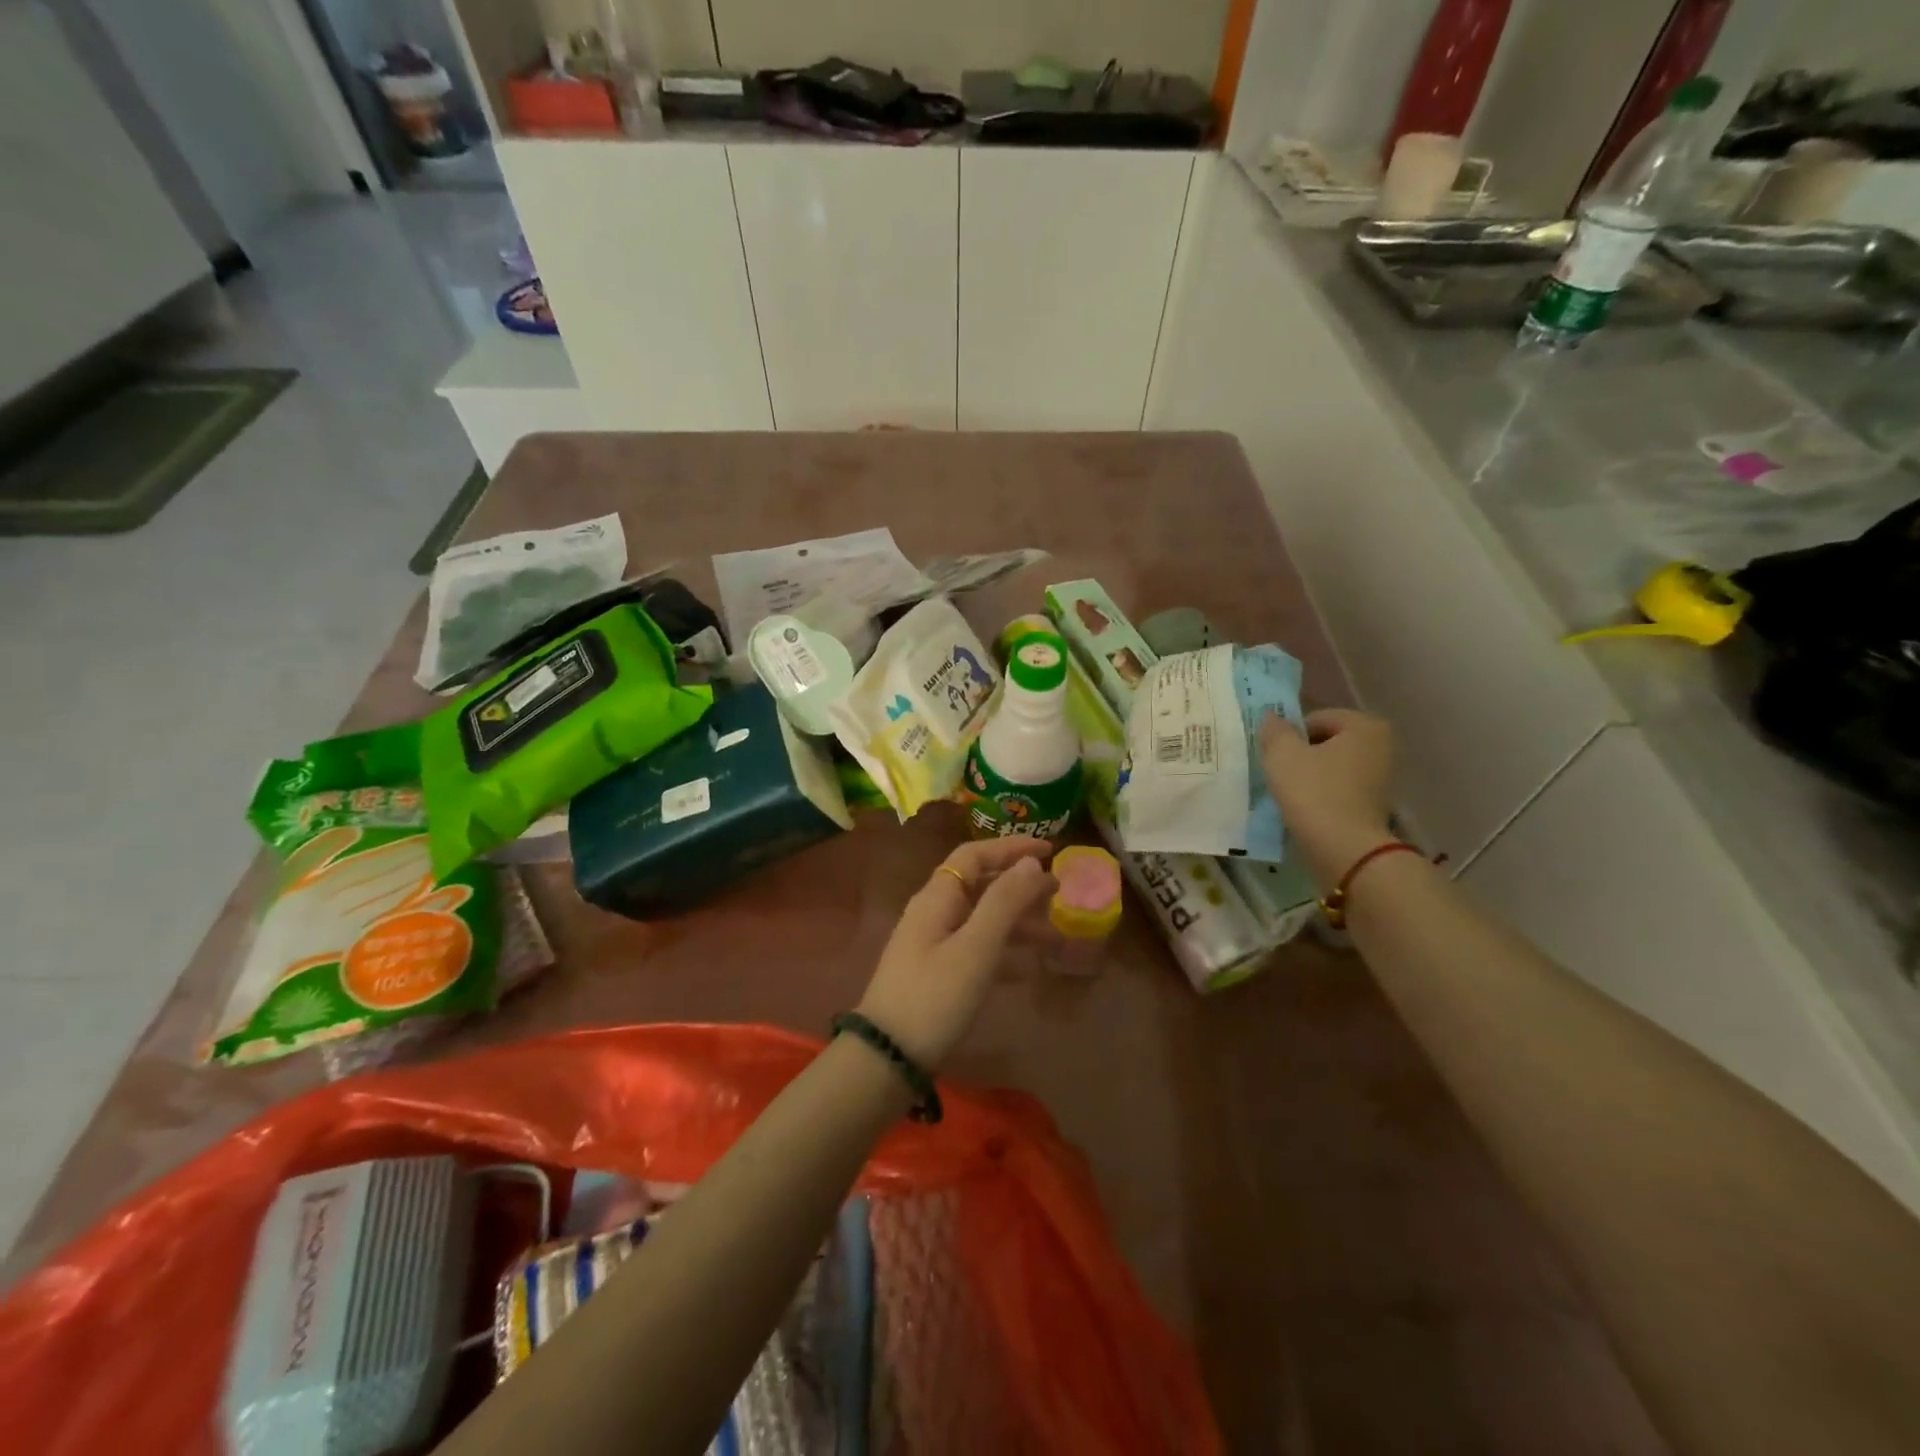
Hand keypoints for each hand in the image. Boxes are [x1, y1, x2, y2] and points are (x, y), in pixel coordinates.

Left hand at [857, 838, 1055, 1067]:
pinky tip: (1028, 968)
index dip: (1010, 848)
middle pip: (979, 885)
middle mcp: (932, 913)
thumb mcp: (975, 948)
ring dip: (1016, 921)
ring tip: (1054, 934)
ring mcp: (931, 945)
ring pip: (980, 919)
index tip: (1049, 849)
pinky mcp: (935, 974)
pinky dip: (1002, 951)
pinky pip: (975, 949)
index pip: (974, 856)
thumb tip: (1031, 862)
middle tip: (1058, 891)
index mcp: (937, 898)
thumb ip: (1004, 903)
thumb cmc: (934, 997)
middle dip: (1018, 885)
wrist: (887, 1058)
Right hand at [1259, 709, 1396, 891]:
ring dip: (1310, 775)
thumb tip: (1271, 717)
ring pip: (1332, 767)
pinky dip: (1322, 794)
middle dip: (1301, 754)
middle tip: (1280, 774)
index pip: (1315, 718)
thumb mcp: (1282, 754)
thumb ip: (1275, 730)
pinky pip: (1340, 789)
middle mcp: (1381, 745)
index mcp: (1364, 725)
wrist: (1345, 849)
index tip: (1276, 757)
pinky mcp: (1376, 804)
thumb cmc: (1314, 792)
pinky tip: (1306, 809)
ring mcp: (1382, 777)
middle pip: (1326, 742)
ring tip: (1290, 794)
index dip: (1290, 735)